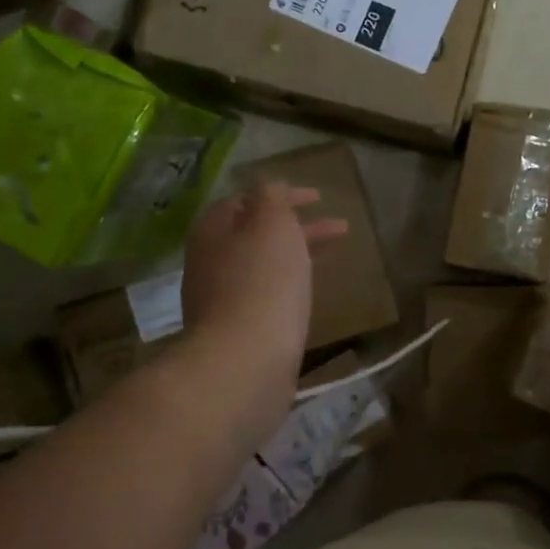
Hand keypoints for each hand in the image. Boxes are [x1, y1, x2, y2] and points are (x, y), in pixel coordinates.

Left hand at [179, 180, 346, 438]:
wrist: (245, 362)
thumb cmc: (262, 282)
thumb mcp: (271, 223)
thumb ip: (271, 196)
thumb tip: (267, 186)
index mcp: (213, 231)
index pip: (246, 200)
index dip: (283, 195)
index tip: (319, 198)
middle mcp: (210, 262)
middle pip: (256, 234)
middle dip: (297, 227)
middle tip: (338, 228)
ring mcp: (220, 299)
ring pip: (263, 266)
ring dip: (296, 255)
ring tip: (330, 259)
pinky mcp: (237, 332)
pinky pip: (266, 296)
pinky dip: (289, 285)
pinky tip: (308, 296)